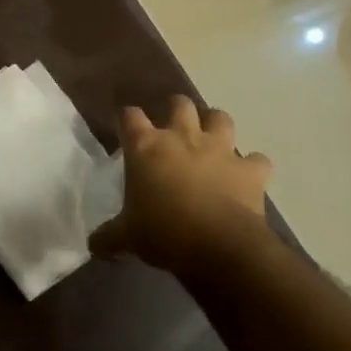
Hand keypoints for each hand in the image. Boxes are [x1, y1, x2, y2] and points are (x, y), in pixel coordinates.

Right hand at [89, 97, 275, 278]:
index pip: (130, 116)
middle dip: (176, 109)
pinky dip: (253, 166)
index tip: (126, 130)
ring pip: (220, 118)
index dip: (127, 120)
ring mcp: (220, 149)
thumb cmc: (162, 233)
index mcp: (146, 147)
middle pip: (179, 104)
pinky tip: (247, 176)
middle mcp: (183, 137)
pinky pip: (257, 159)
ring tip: (212, 140)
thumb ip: (108, 236)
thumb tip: (93, 245)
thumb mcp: (126, 237)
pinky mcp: (250, 170)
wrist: (218, 247)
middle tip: (173, 127)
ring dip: (216, 125)